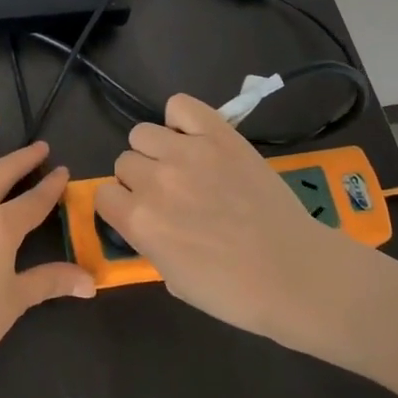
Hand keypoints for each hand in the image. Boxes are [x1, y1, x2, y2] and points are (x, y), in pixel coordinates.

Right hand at [95, 94, 365, 346]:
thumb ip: (148, 243)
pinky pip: (179, 105)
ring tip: (183, 164)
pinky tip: (195, 137)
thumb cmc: (234, 292)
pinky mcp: (218, 134)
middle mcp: (154, 180)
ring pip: (142, 132)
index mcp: (139, 221)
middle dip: (141, 178)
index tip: (140, 213)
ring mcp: (187, 151)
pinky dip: (181, 119)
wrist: (294, 273)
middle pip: (124, 161)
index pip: (103, 194)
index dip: (121, 205)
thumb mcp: (174, 280)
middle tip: (171, 194)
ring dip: (156, 149)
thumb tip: (145, 221)